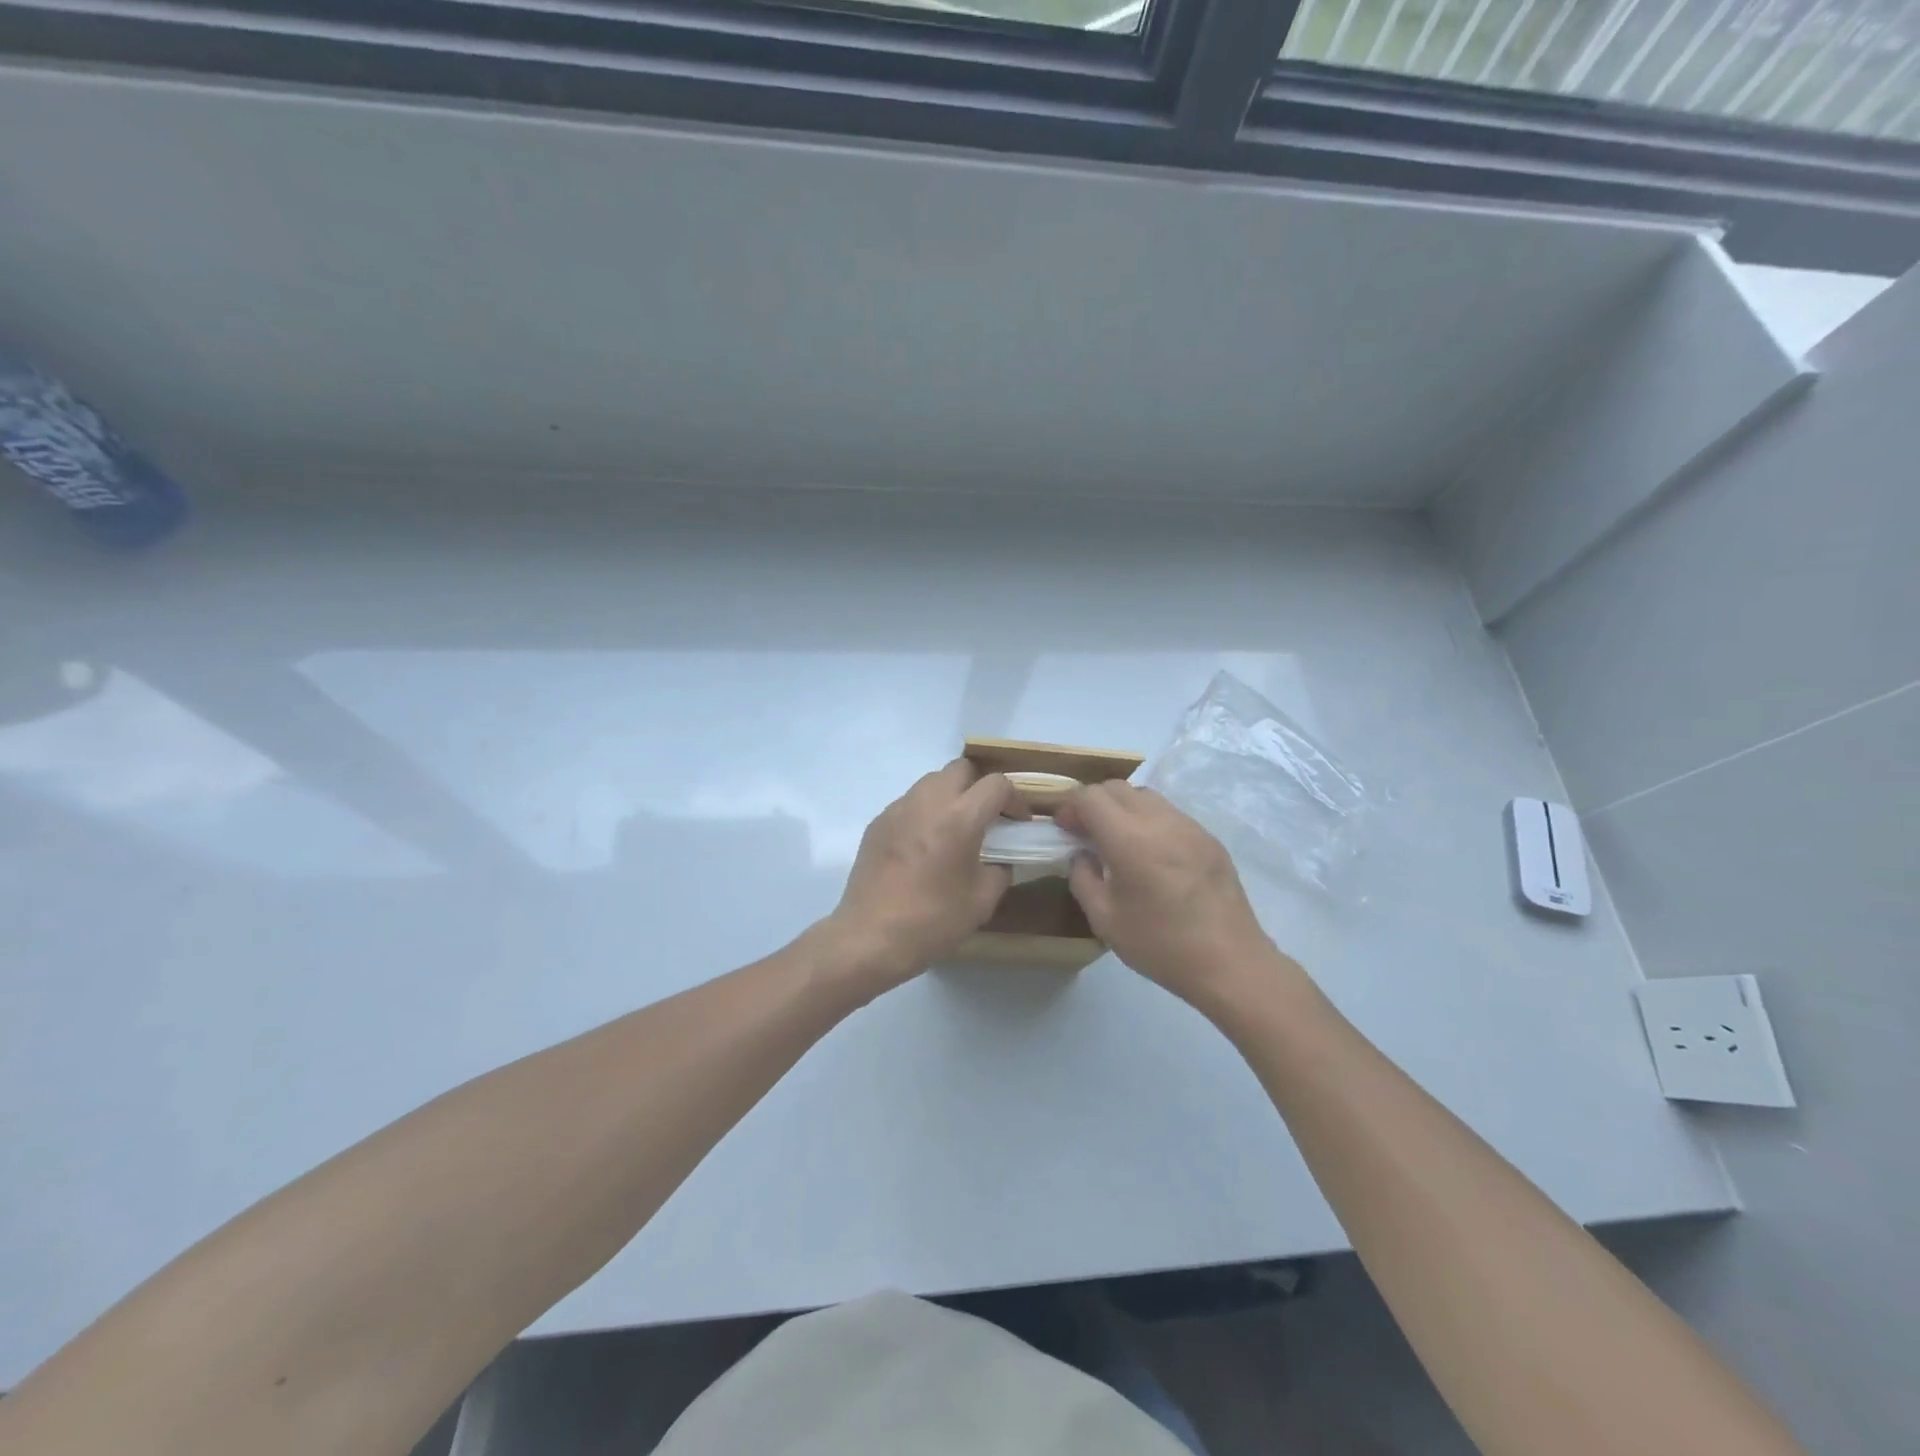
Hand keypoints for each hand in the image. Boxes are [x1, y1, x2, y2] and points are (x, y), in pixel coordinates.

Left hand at [824, 759, 1023, 996]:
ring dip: (951, 795)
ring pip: (932, 781)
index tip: (1018, 822)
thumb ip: (999, 870)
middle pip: (961, 769)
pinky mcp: (878, 822)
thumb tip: (998, 859)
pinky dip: (925, 812)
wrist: (870, 937)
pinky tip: (925, 845)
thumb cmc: (932, 920)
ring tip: (955, 829)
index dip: (1015, 799)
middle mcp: (927, 801)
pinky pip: (909, 802)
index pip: (996, 784)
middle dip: (980, 787)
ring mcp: (898, 809)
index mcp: (959, 817)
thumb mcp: (982, 901)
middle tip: (987, 818)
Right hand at [1055, 783, 1283, 1005]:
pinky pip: (1170, 813)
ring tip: (1118, 841)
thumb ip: (1083, 878)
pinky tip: (1151, 854)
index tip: (1064, 830)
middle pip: (1117, 787)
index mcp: (1130, 839)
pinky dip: (1149, 820)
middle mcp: (1160, 821)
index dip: (1070, 807)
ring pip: (1145, 795)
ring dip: (1122, 808)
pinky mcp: (1209, 838)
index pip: (1090, 797)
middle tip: (1086, 833)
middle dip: (1094, 803)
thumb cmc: (1161, 945)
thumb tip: (1082, 855)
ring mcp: (1189, 826)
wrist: (1231, 963)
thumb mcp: (1105, 919)